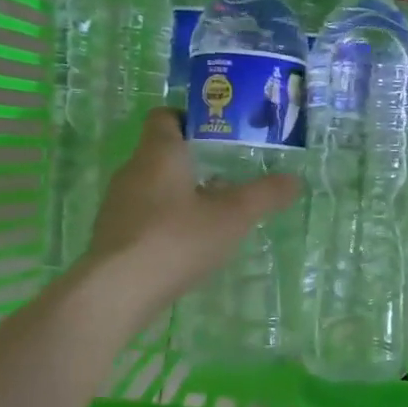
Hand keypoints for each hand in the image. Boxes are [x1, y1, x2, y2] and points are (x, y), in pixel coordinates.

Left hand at [84, 108, 300, 315]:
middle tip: (228, 176)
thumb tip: (295, 180)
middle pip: (162, 153)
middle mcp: (132, 170)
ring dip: (180, 194)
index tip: (219, 135)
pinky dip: (164, 222)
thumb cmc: (177, 238)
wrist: (118, 290)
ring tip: (212, 214)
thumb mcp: (232, 217)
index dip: (190, 119)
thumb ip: (265, 195)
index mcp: (159, 152)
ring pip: (153, 186)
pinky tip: (185, 245)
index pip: (165, 116)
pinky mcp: (112, 235)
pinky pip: (142, 216)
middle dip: (194, 162)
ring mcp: (117, 204)